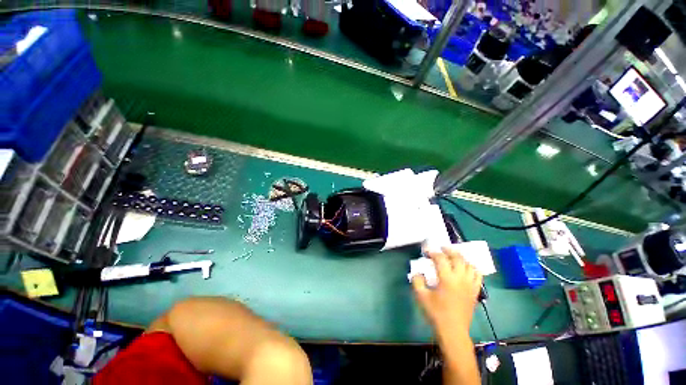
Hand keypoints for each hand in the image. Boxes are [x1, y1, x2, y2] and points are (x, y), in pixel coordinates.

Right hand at [412, 247, 482, 334]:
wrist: (453, 331)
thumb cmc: (436, 313)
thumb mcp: (421, 296)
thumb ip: (417, 281)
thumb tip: (418, 273)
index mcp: (447, 279)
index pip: (440, 258)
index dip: (432, 252)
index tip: (426, 251)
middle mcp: (461, 279)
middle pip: (457, 257)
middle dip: (448, 250)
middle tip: (441, 248)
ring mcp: (470, 285)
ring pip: (469, 264)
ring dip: (461, 257)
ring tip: (453, 256)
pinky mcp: (475, 291)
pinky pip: (478, 275)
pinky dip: (472, 268)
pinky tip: (466, 268)